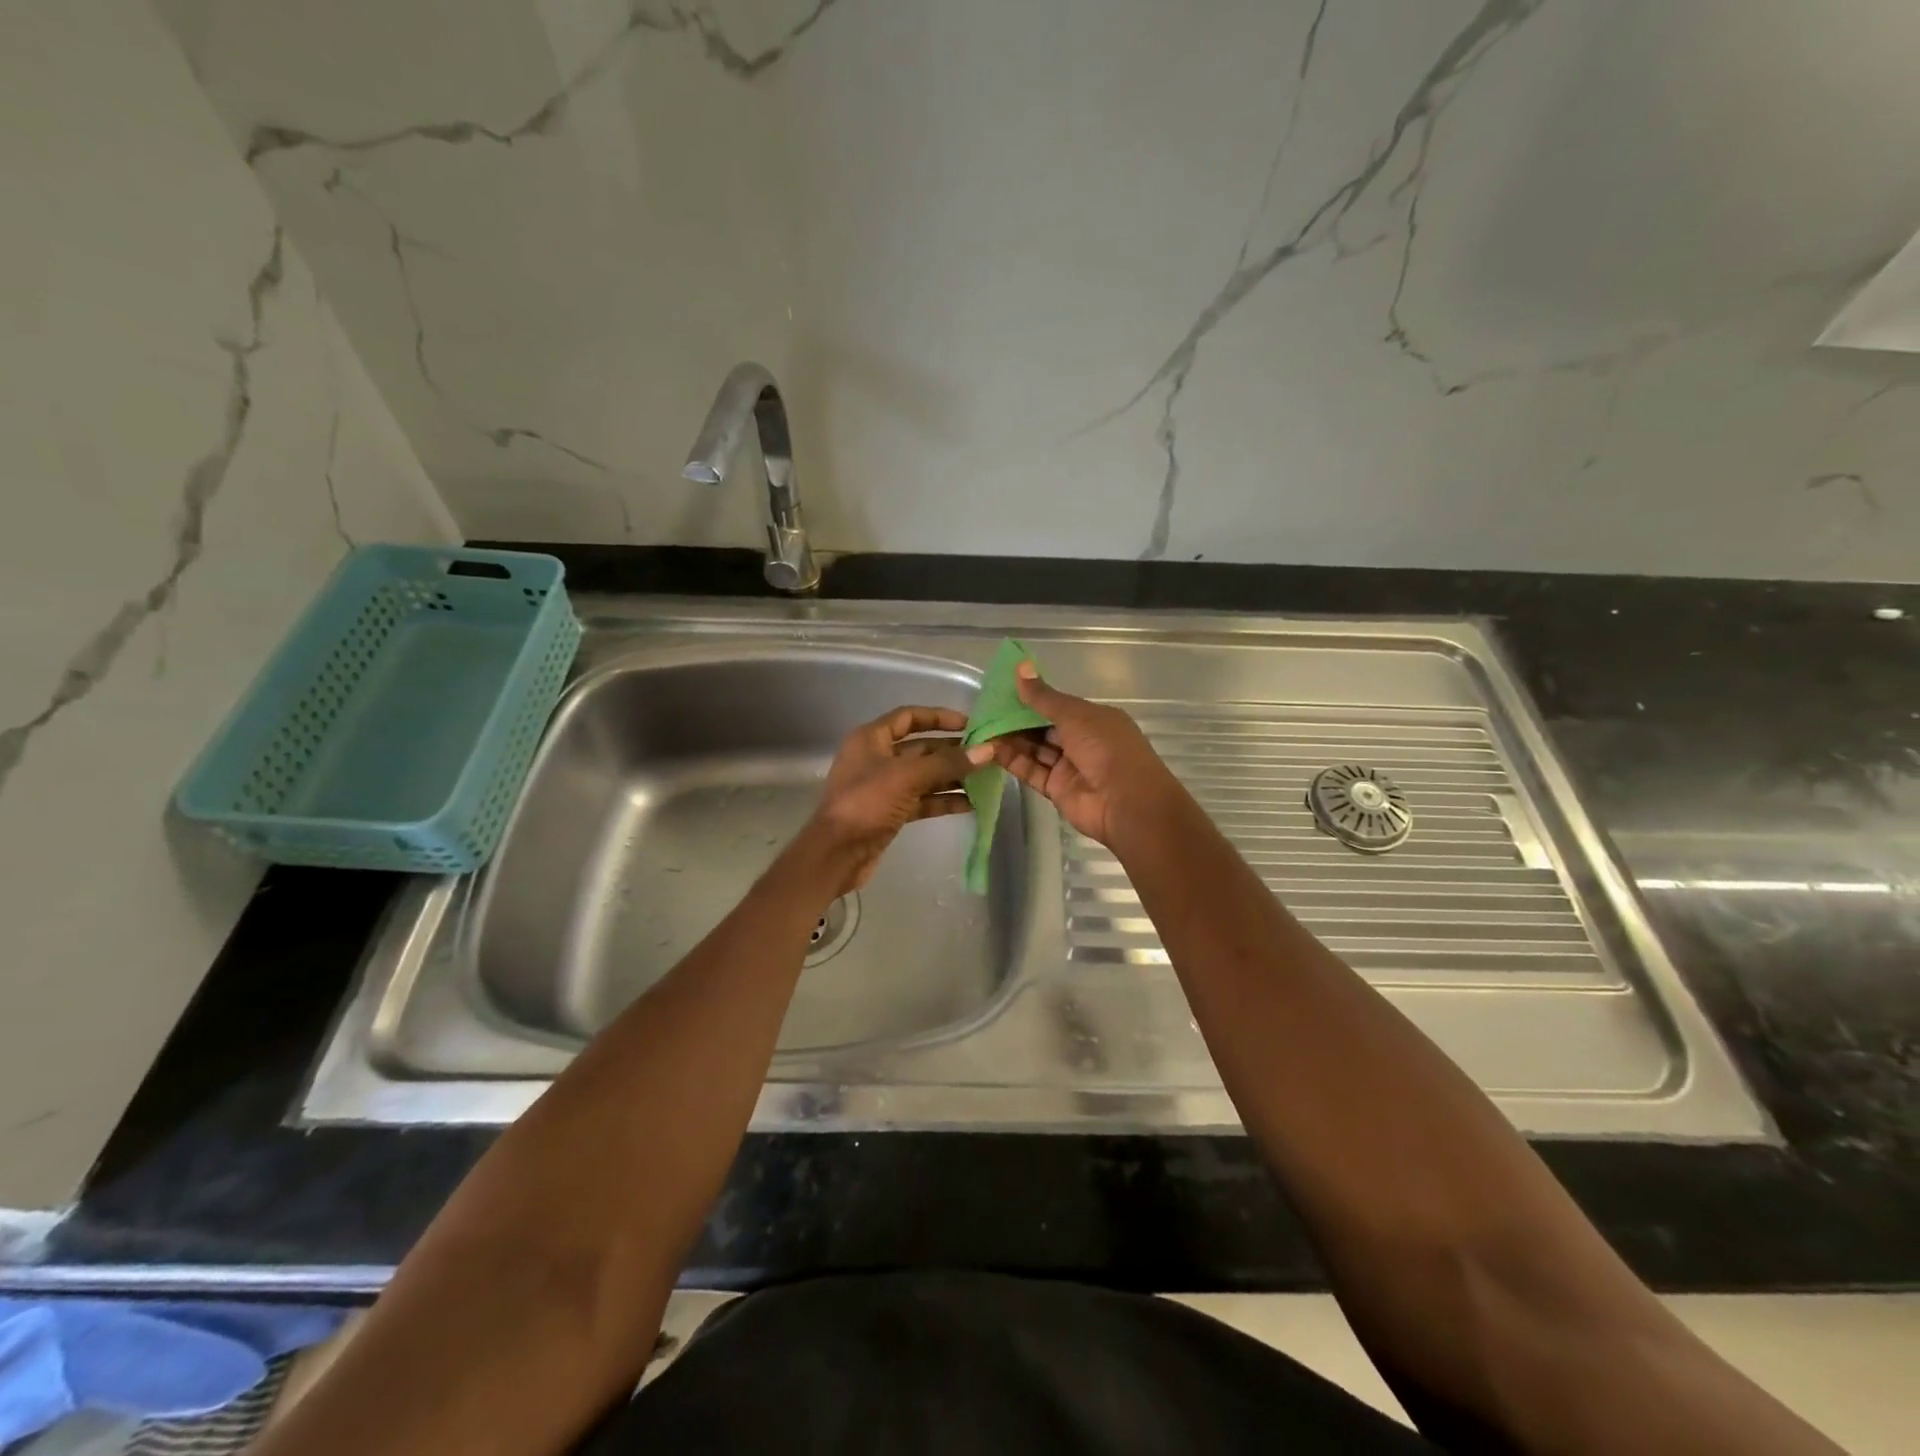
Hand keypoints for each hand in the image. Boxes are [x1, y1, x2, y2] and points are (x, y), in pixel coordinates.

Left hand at [802, 706, 992, 894]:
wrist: (837, 853)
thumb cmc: (866, 803)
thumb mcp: (908, 777)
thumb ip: (948, 763)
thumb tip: (987, 751)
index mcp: (872, 738)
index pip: (909, 717)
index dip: (939, 717)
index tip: (970, 724)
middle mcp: (877, 757)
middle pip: (921, 748)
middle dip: (952, 751)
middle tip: (986, 754)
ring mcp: (884, 786)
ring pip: (925, 775)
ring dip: (952, 777)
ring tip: (985, 779)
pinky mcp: (891, 812)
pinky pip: (923, 799)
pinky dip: (944, 800)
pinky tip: (971, 803)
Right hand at [989, 663, 1180, 848]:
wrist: (1127, 803)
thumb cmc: (1107, 749)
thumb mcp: (1076, 715)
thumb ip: (1044, 697)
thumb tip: (1020, 668)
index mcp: (1093, 719)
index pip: (1057, 706)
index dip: (1031, 699)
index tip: (1001, 691)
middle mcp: (1081, 741)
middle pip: (1042, 728)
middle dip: (1015, 720)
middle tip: (983, 711)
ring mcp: (1068, 767)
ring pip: (1034, 749)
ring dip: (1009, 740)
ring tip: (979, 729)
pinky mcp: (1056, 789)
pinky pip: (1030, 771)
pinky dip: (1011, 761)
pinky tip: (988, 750)